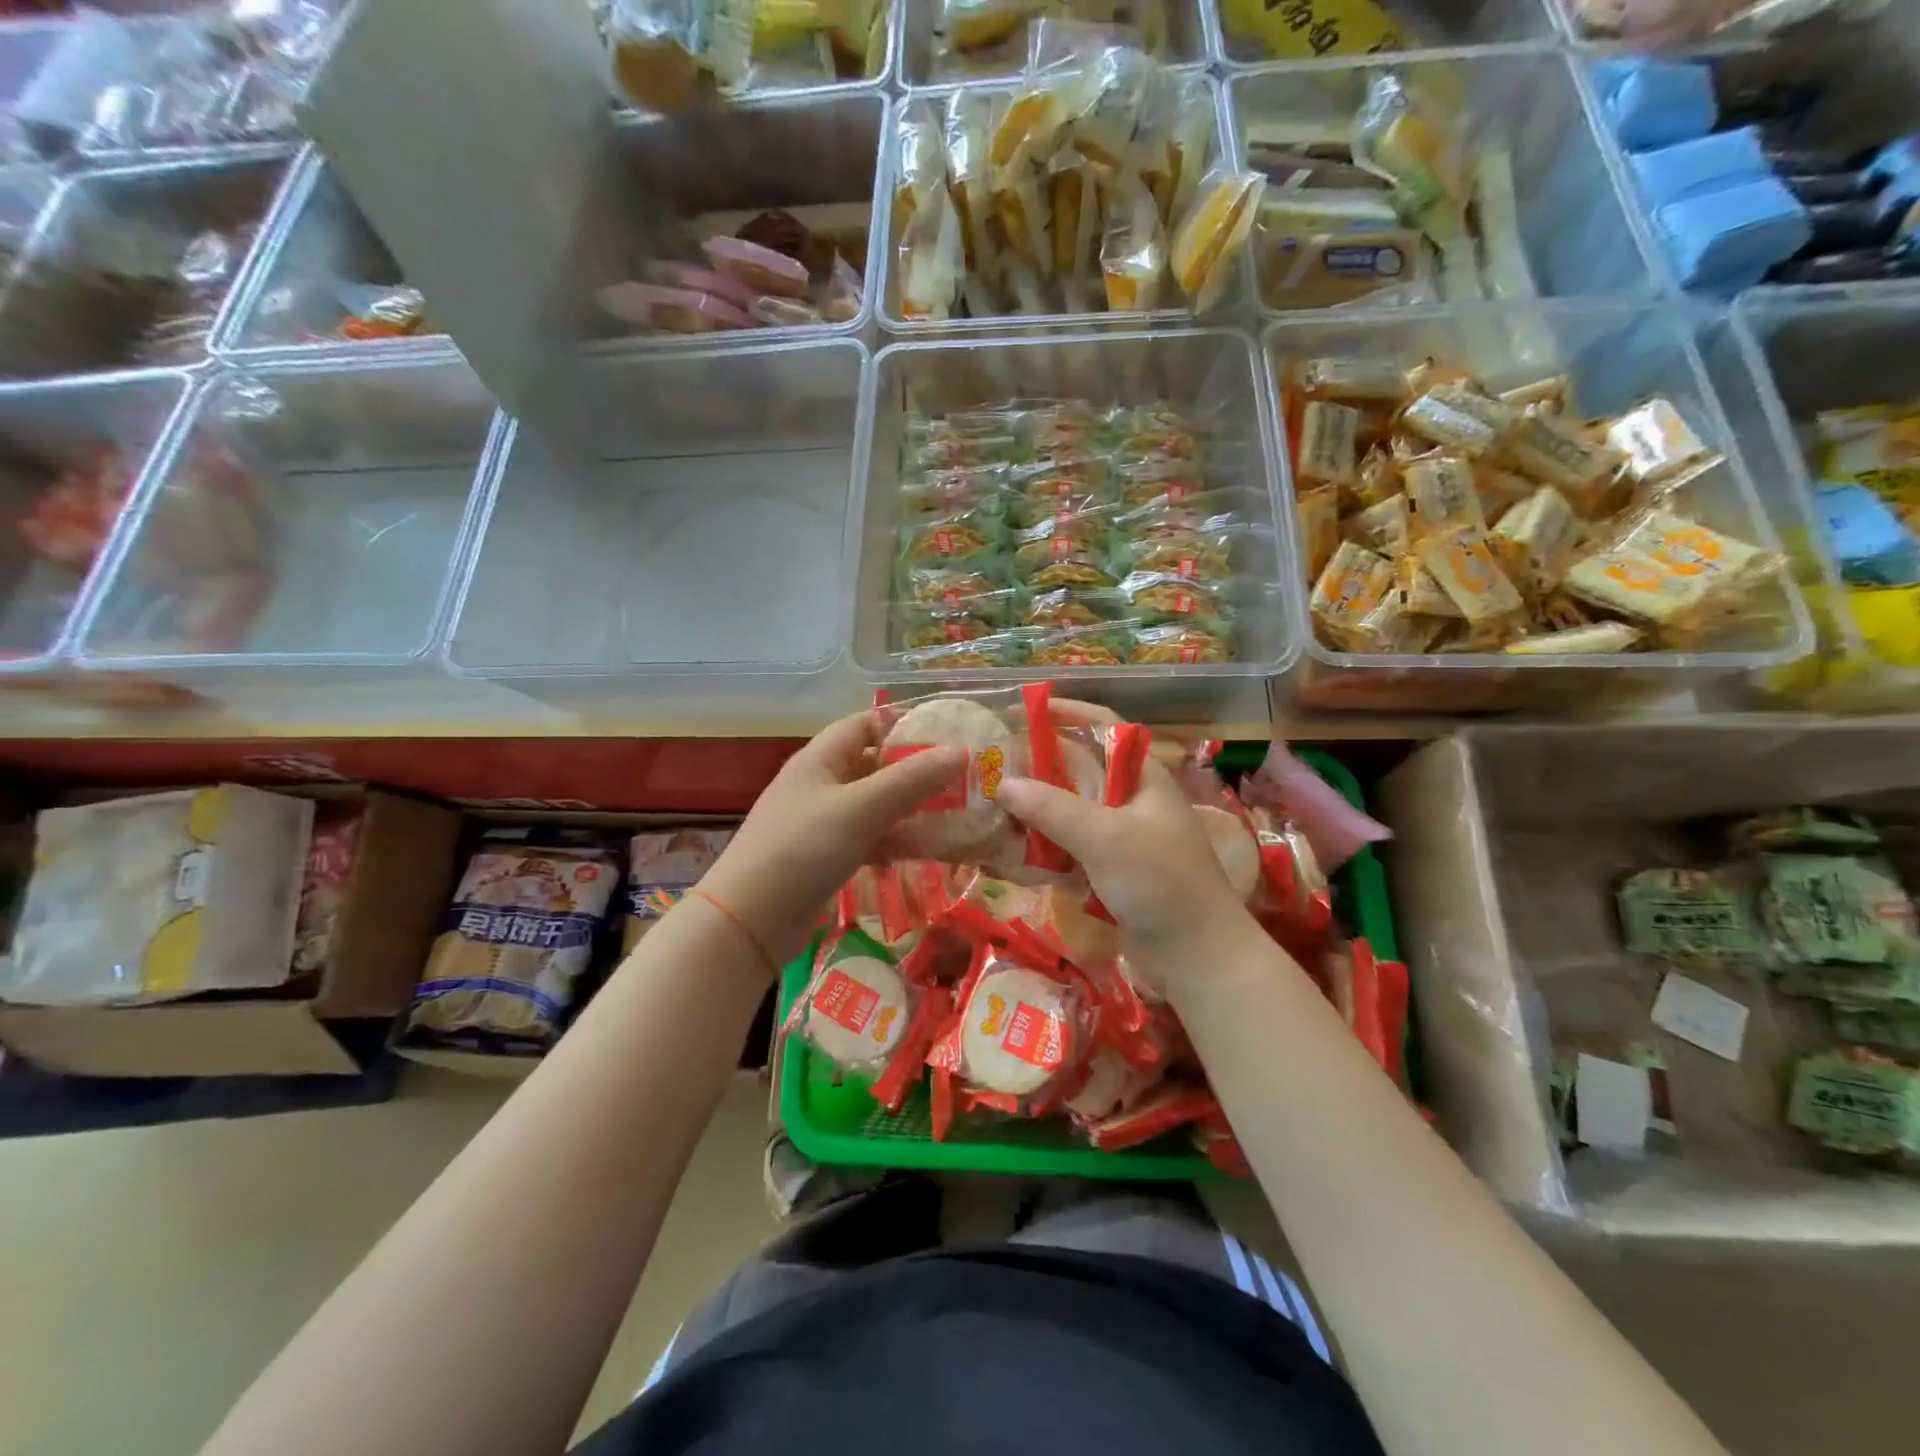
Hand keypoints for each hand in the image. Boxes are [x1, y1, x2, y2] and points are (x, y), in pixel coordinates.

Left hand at [699, 711, 964, 974]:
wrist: (750, 921)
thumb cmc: (802, 849)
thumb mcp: (861, 808)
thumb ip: (911, 780)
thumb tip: (961, 751)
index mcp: (821, 759)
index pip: (866, 724)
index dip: (904, 726)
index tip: (947, 739)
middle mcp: (821, 784)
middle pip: (875, 766)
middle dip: (916, 773)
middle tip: (962, 783)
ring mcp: (822, 823)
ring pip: (875, 806)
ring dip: (910, 811)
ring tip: (953, 820)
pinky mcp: (825, 858)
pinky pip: (868, 839)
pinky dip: (893, 843)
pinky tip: (921, 855)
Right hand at [995, 703, 1251, 985]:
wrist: (1199, 958)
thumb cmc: (1161, 883)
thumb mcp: (1105, 838)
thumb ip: (1052, 808)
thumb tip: (1002, 784)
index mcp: (1142, 776)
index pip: (1102, 724)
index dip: (1064, 711)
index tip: (1020, 710)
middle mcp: (1132, 799)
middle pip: (1079, 768)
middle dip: (1037, 765)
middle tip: (992, 766)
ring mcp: (1122, 837)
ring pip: (1071, 810)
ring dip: (1036, 809)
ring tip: (992, 807)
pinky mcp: (1112, 870)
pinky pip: (1071, 846)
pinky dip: (1045, 845)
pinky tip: (1013, 851)